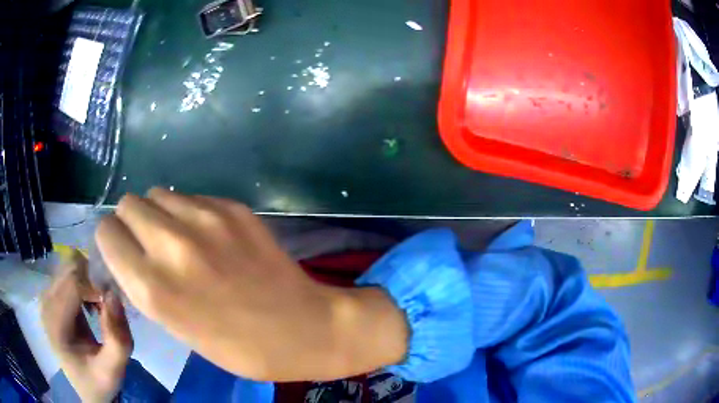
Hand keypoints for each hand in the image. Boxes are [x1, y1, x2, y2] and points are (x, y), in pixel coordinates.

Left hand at [41, 252, 132, 402]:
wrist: (87, 389)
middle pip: (70, 267)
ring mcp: (46, 296)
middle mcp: (45, 302)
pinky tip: (90, 306)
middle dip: (93, 281)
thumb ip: (117, 340)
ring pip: (69, 265)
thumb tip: (114, 295)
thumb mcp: (113, 370)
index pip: (73, 283)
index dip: (96, 288)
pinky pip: (68, 272)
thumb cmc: (99, 382)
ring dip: (88, 281)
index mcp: (55, 323)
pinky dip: (83, 283)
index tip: (112, 306)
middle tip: (107, 306)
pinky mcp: (51, 295)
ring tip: (98, 306)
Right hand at [95, 188, 407, 380]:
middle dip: (131, 222)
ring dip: (159, 213)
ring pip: (158, 193)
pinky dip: (188, 211)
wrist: (304, 327)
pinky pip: (191, 197)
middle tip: (148, 243)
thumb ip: (144, 284)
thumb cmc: (238, 346)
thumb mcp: (177, 327)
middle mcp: (171, 244)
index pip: (107, 233)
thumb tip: (126, 251)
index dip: (111, 241)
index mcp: (152, 287)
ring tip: (178, 238)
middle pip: (128, 203)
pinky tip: (209, 235)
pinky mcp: (233, 208)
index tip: (121, 251)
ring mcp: (206, 220)